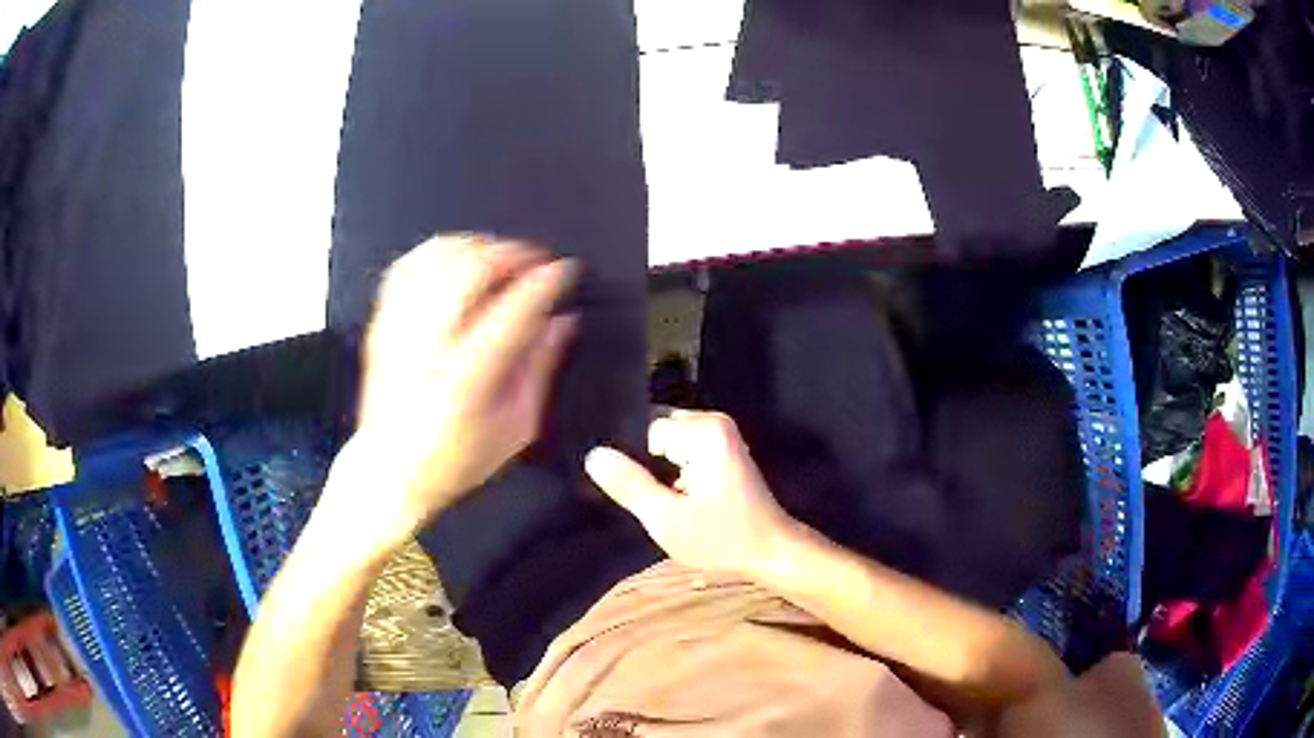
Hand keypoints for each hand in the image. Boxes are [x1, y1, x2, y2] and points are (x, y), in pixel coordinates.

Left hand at [323, 235, 578, 554]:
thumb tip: (564, 320)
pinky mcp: (381, 324)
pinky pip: (407, 266)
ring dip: (476, 246)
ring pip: (437, 259)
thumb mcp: (516, 428)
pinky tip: (458, 260)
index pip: (513, 311)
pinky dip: (437, 252)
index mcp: (467, 381)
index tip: (566, 270)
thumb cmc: (458, 459)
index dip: (546, 282)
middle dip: (511, 253)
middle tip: (534, 259)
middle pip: (470, 271)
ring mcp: (399, 331)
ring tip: (499, 257)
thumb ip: (540, 368)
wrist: (389, 469)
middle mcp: (429, 347)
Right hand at [585, 410, 794, 577]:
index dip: (632, 461)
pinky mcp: (723, 450)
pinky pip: (684, 448)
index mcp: (703, 431)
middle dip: (645, 462)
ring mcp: (721, 434)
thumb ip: (629, 484)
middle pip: (656, 431)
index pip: (644, 430)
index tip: (634, 490)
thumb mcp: (666, 518)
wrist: (771, 552)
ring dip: (658, 469)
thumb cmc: (721, 538)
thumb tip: (593, 455)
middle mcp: (714, 421)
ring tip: (658, 499)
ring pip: (668, 441)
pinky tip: (672, 496)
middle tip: (647, 497)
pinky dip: (673, 470)